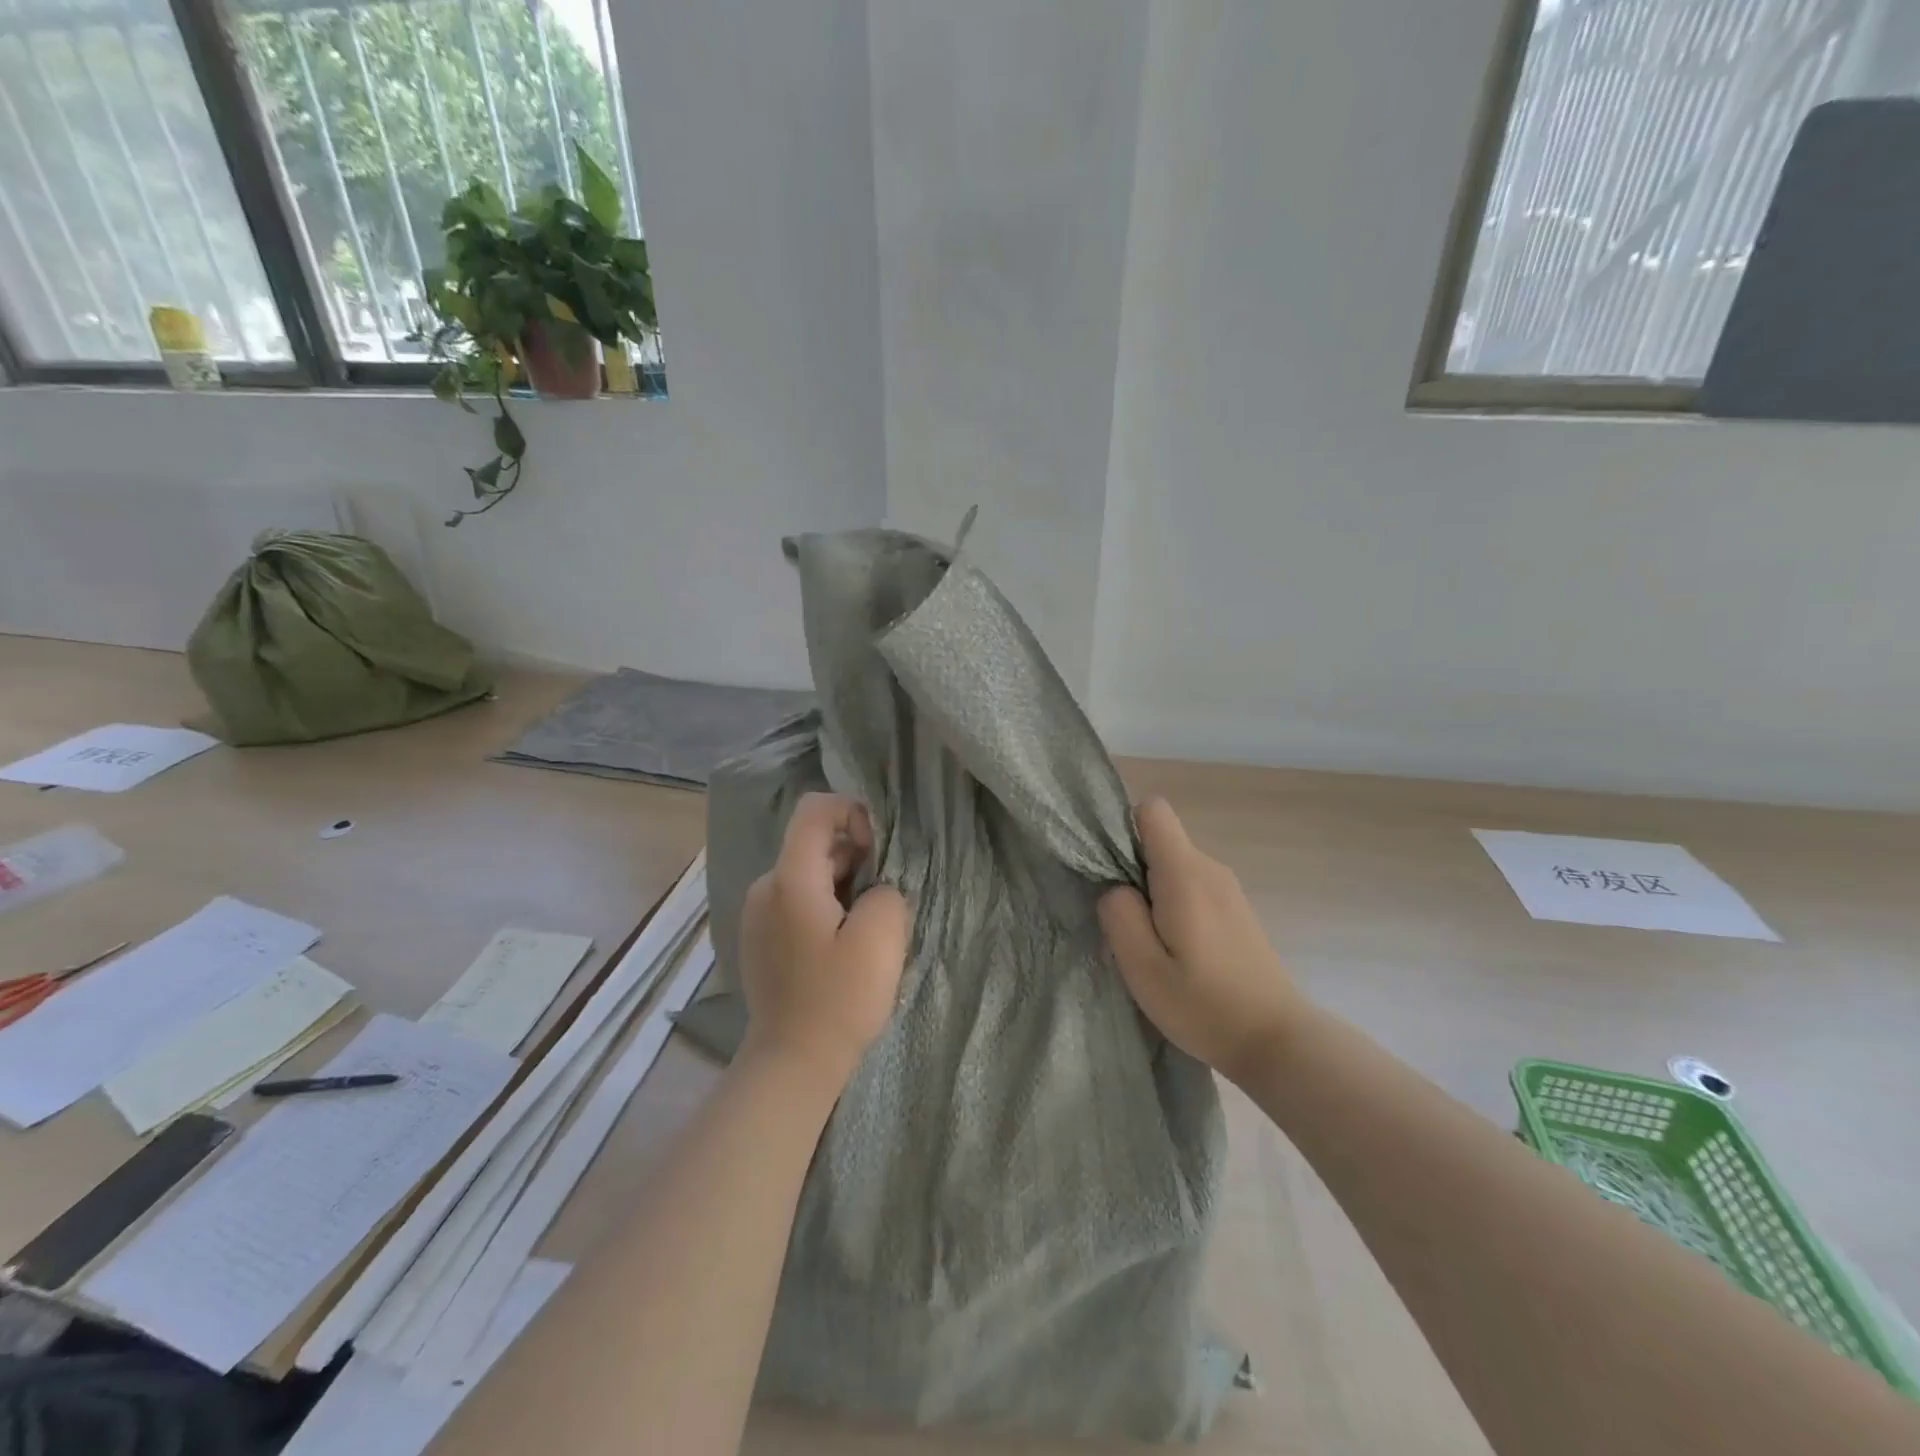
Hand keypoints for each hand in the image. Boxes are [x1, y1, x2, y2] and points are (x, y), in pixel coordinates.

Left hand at [738, 793, 911, 1090]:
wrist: (792, 1063)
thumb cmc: (839, 998)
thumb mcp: (881, 937)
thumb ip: (886, 890)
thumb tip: (874, 888)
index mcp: (789, 878)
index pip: (815, 809)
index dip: (852, 812)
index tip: (878, 852)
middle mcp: (765, 887)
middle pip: (813, 843)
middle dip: (854, 857)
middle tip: (881, 898)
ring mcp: (757, 914)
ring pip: (807, 873)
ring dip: (842, 885)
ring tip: (866, 927)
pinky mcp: (760, 938)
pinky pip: (797, 901)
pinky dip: (824, 906)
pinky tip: (842, 945)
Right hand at [1098, 798, 1304, 1085]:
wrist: (1279, 1041)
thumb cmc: (1205, 1006)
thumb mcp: (1143, 968)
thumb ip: (1119, 914)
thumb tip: (1114, 887)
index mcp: (1185, 873)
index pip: (1152, 810)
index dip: (1123, 829)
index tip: (1111, 871)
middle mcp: (1210, 868)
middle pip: (1159, 841)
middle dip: (1132, 871)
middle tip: (1128, 926)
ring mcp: (1228, 888)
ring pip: (1174, 867)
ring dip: (1153, 895)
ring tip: (1153, 946)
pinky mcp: (1236, 909)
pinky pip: (1192, 887)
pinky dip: (1175, 907)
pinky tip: (1179, 953)